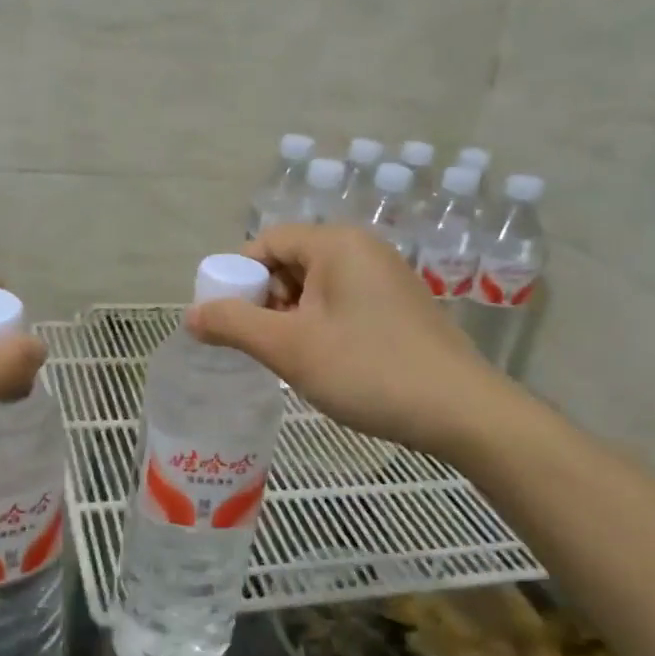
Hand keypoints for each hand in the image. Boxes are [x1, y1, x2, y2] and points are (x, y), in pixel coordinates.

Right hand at [187, 224, 496, 450]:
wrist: (463, 412)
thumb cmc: (369, 370)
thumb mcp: (290, 348)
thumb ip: (234, 325)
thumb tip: (191, 314)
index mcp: (336, 243)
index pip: (266, 242)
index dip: (238, 278)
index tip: (227, 321)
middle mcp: (362, 248)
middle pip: (290, 262)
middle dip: (265, 301)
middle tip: (261, 346)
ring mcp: (385, 276)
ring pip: (315, 286)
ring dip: (291, 318)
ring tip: (291, 360)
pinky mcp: (399, 305)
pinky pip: (341, 302)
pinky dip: (320, 325)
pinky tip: (324, 362)